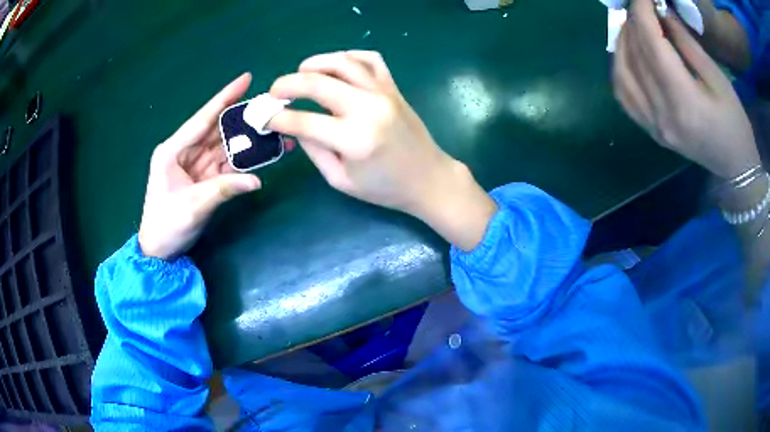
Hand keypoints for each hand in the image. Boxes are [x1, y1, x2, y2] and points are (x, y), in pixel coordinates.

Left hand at [138, 74, 260, 259]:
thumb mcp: (192, 207)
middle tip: (270, 106)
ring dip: (248, 139)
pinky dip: (244, 160)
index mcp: (172, 150)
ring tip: (274, 129)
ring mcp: (196, 165)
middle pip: (217, 129)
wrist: (160, 251)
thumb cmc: (166, 226)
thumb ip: (223, 189)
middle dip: (243, 118)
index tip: (247, 78)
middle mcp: (185, 152)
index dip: (224, 97)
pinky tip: (263, 153)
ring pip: (225, 145)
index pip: (203, 119)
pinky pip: (227, 164)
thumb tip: (257, 181)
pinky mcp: (204, 178)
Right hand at [267, 51, 495, 250]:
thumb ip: (315, 150)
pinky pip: (370, 59)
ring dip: (315, 63)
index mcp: (354, 140)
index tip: (265, 117)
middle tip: (274, 91)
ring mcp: (383, 93)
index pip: (303, 121)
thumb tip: (295, 124)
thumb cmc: (384, 188)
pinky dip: (348, 56)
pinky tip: (336, 66)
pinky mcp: (393, 87)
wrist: (428, 178)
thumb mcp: (341, 180)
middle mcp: (368, 109)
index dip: (278, 118)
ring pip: (343, 62)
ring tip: (300, 72)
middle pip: (318, 82)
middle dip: (287, 84)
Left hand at [613, 0, 759, 178]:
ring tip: (633, 25)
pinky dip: (620, 68)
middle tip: (639, 6)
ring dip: (622, 43)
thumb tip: (660, 13)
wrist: (735, 169)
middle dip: (633, 23)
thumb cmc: (735, 124)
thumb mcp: (717, 79)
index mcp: (684, 103)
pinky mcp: (651, 132)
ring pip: (622, 74)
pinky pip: (624, 95)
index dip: (642, 12)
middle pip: (635, 56)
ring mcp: (653, 127)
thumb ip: (686, 43)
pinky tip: (628, 54)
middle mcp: (661, 116)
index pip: (651, 44)